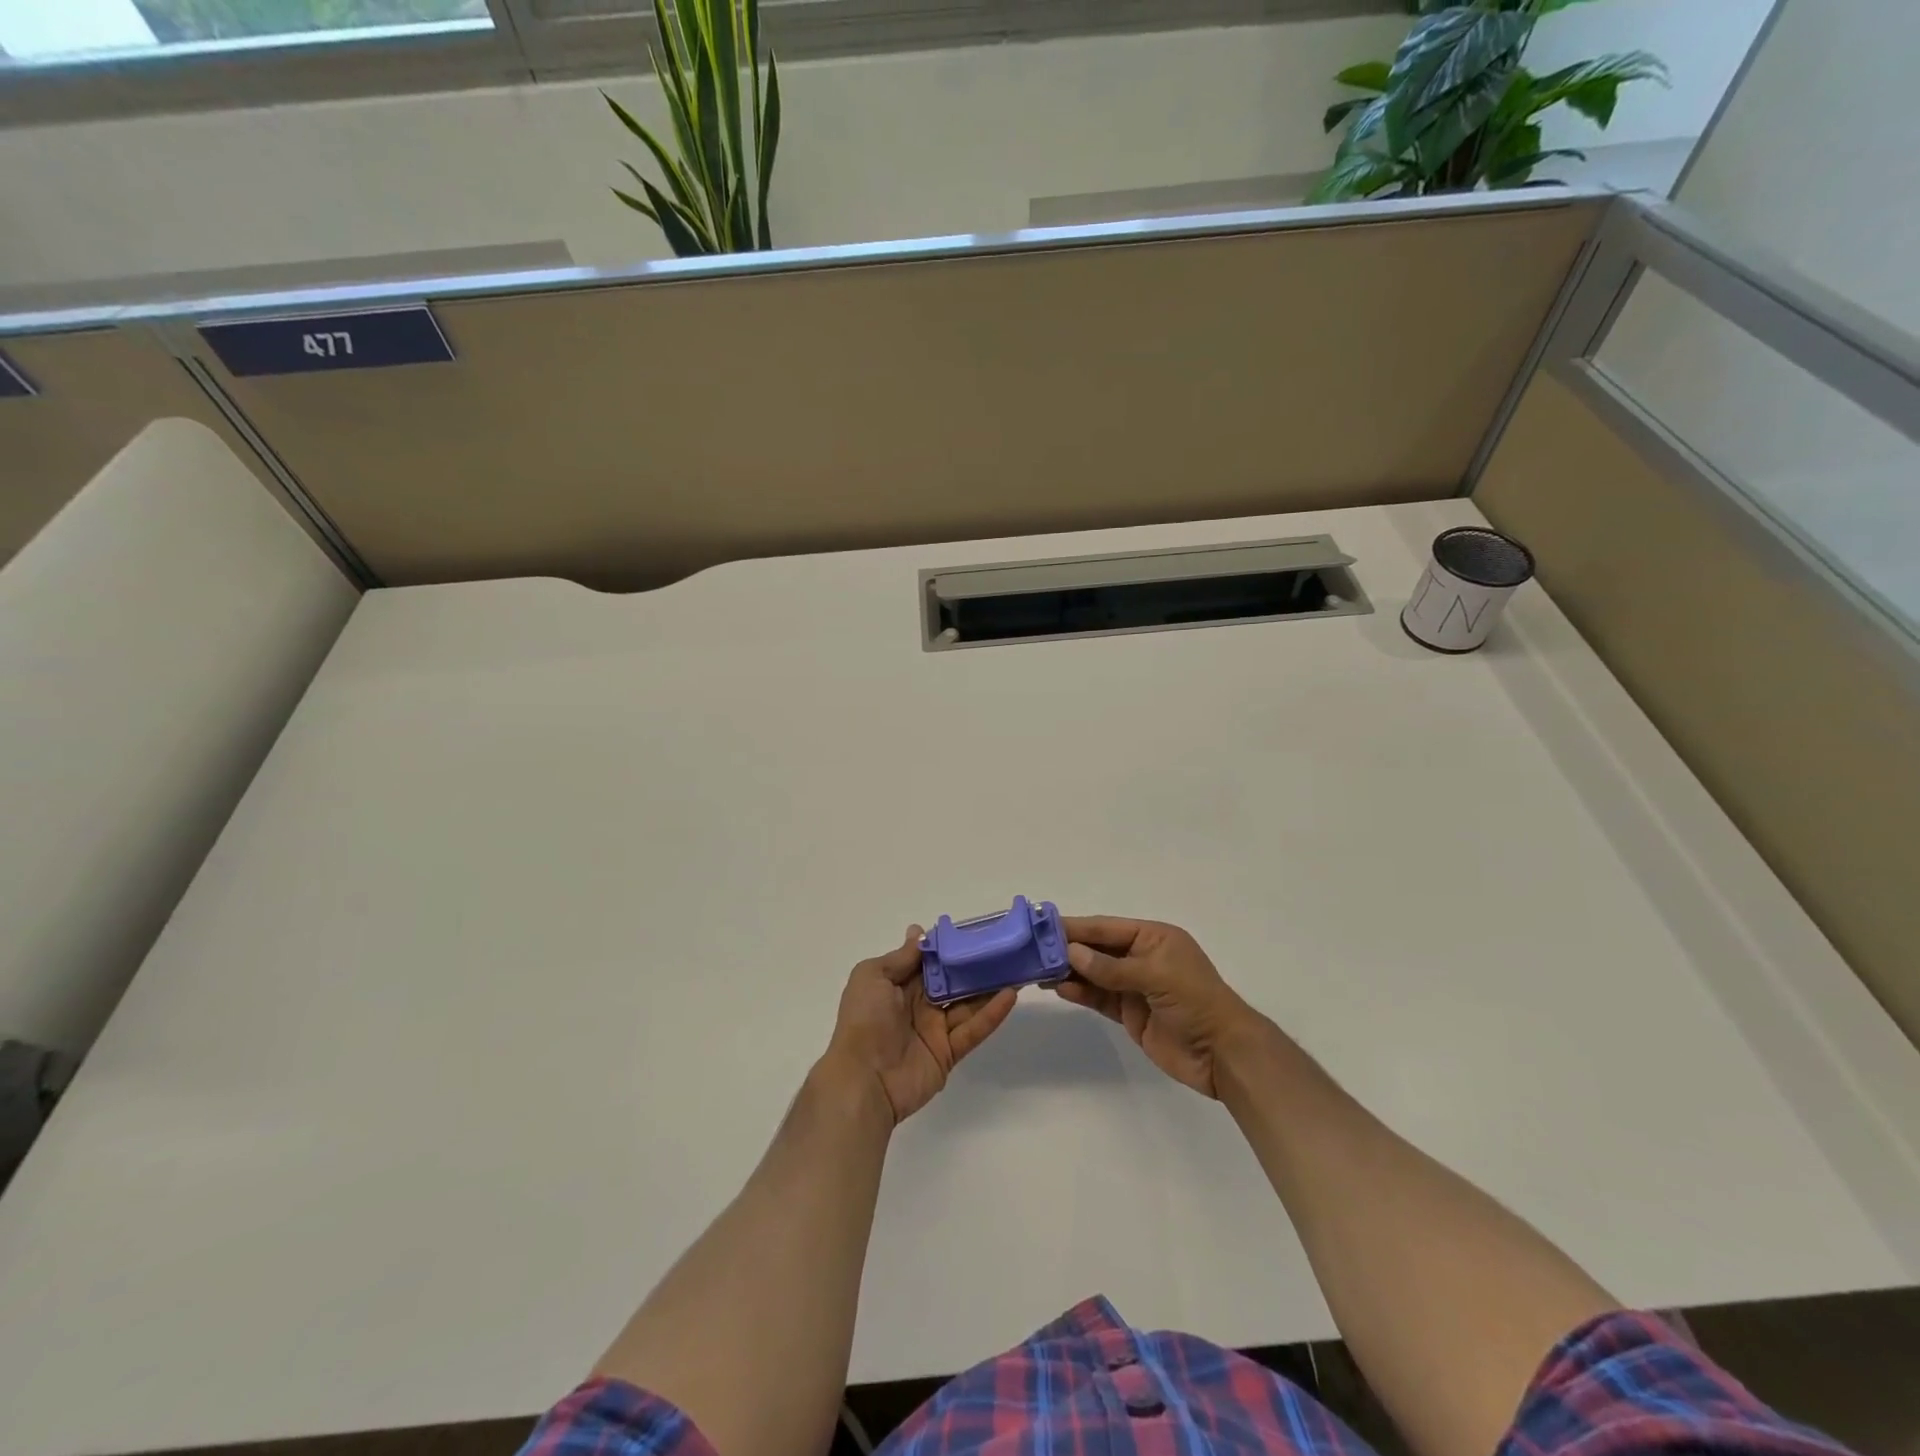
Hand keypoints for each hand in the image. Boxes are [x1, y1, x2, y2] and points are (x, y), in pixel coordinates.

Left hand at [824, 926, 1018, 1124]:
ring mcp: (935, 1028)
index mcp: (899, 984)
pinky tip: (1010, 995)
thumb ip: (901, 957)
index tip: (975, 930)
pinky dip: (992, 1014)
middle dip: (975, 964)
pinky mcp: (949, 1052)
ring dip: (990, 986)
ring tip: (1016, 967)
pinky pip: (974, 1029)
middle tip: (1004, 947)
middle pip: (953, 980)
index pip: (930, 960)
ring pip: (968, 1002)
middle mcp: (919, 1003)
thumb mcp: (872, 976)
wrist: (863, 1079)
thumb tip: (919, 932)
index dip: (950, 946)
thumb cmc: (864, 1020)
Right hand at [1053, 916, 1264, 1097]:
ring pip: (1094, 973)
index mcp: (1153, 937)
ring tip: (1036, 969)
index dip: (1075, 927)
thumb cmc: (1196, 1003)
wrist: (1223, 1055)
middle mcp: (1142, 956)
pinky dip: (1079, 992)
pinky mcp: (1130, 1013)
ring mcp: (1134, 986)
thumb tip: (1071, 952)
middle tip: (1031, 949)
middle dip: (1067, 948)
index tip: (1042, 926)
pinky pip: (1098, 997)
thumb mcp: (1156, 977)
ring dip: (1068, 970)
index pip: (1106, 928)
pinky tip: (1058, 988)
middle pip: (1097, 949)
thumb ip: (1112, 967)